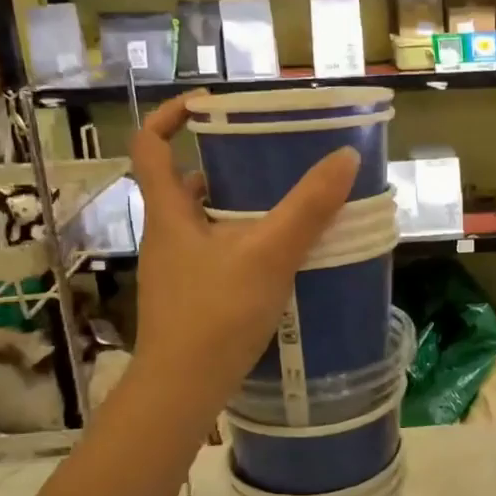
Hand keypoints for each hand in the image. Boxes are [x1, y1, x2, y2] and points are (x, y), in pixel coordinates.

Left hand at [127, 98, 358, 413]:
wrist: (183, 390)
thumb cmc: (216, 314)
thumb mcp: (269, 254)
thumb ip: (308, 207)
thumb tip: (345, 157)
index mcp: (169, 213)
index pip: (150, 146)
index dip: (172, 116)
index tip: (209, 105)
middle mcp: (165, 236)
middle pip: (184, 184)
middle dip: (224, 167)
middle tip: (270, 161)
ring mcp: (175, 270)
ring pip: (203, 223)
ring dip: (237, 209)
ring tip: (285, 208)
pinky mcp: (190, 298)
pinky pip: (215, 255)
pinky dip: (242, 245)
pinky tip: (278, 260)